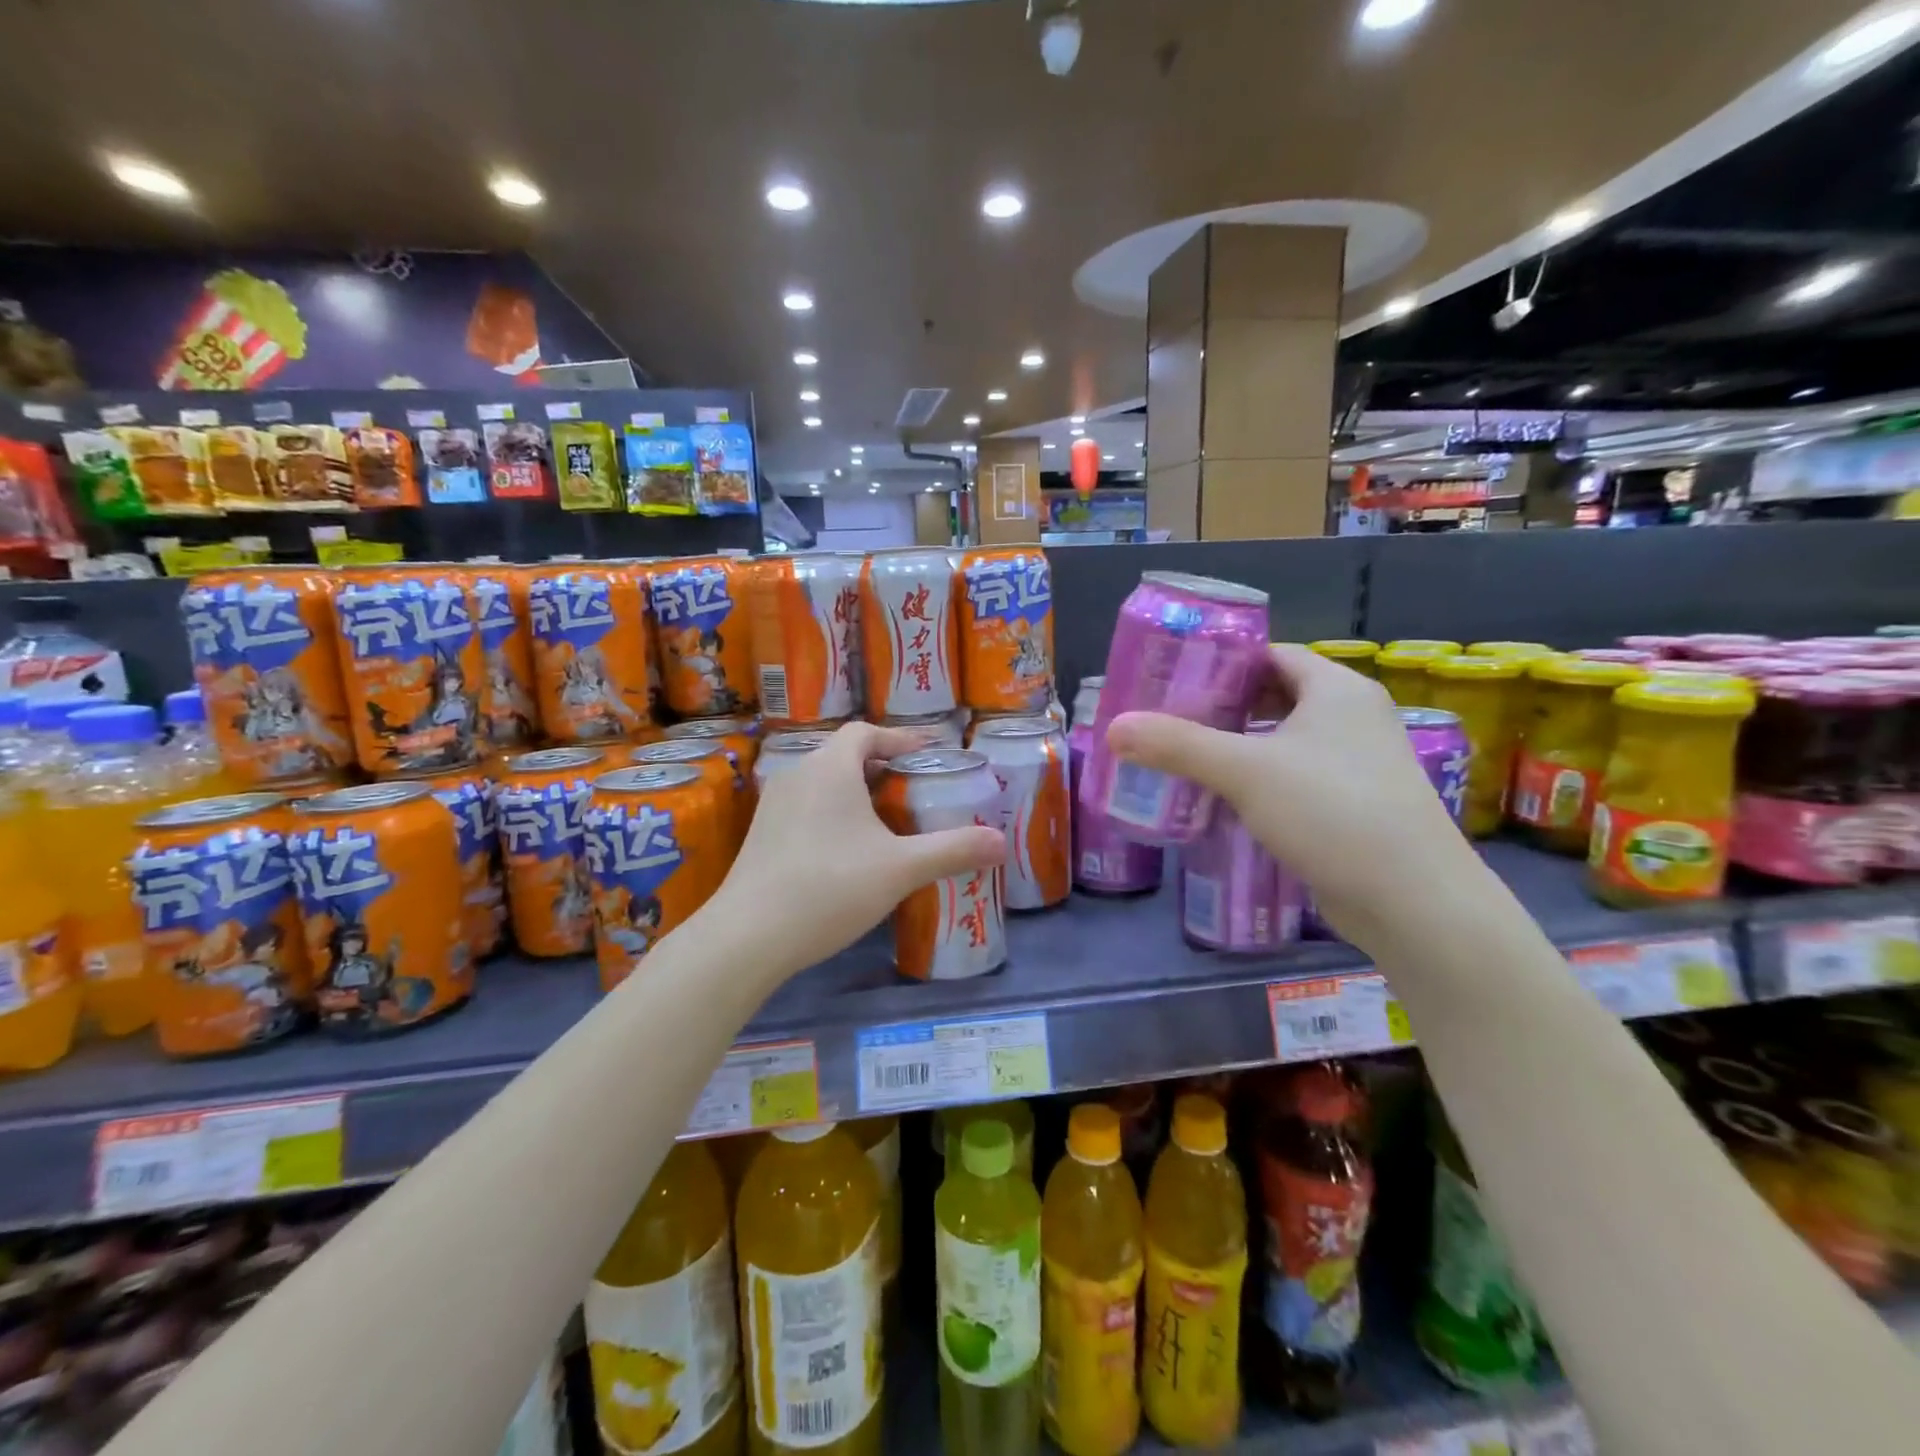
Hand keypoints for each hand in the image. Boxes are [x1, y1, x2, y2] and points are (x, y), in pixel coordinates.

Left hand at [703, 722, 1005, 983]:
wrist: (748, 937)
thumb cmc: (829, 887)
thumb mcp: (901, 869)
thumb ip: (953, 851)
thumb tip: (1002, 842)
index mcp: (830, 768)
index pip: (866, 732)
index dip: (900, 739)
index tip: (929, 754)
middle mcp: (798, 775)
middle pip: (845, 755)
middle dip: (884, 768)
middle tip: (916, 790)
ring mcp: (775, 806)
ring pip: (825, 783)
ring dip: (858, 792)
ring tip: (889, 820)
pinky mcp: (762, 834)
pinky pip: (808, 807)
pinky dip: (835, 813)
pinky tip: (851, 851)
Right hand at [1105, 644, 1475, 947]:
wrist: (1413, 900)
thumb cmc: (1332, 811)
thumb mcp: (1245, 771)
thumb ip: (1177, 745)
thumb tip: (1114, 727)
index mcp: (1337, 690)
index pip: (1272, 654)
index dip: (1223, 662)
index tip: (1175, 678)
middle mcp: (1353, 718)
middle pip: (1275, 696)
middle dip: (1223, 707)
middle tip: (1169, 719)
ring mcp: (1358, 764)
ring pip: (1284, 741)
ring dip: (1239, 746)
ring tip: (1186, 757)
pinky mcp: (1353, 805)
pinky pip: (1295, 777)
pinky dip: (1260, 780)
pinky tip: (1223, 799)